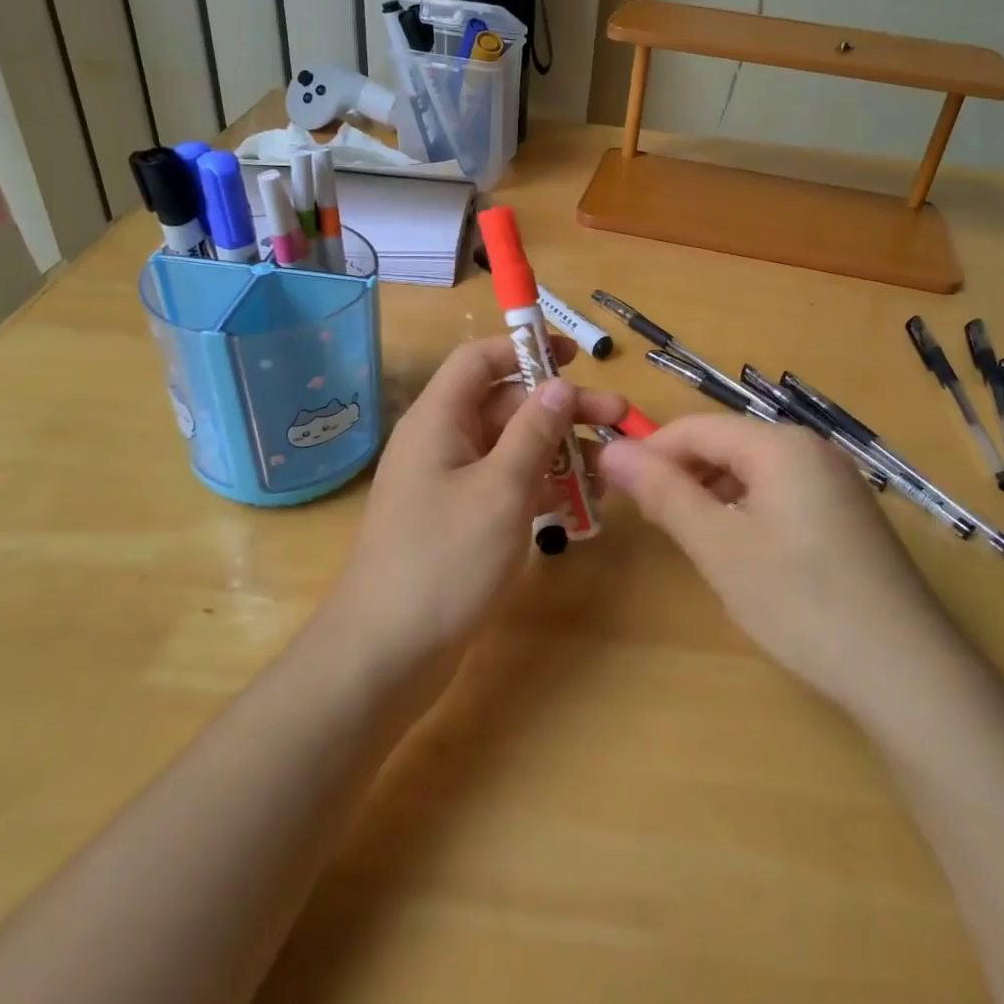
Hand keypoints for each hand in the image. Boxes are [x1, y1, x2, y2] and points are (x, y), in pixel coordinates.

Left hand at [323, 335, 625, 684]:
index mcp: (438, 420)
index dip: (525, 348)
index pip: (480, 359)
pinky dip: (541, 486)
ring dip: (558, 450)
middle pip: (505, 404)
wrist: (386, 654)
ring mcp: (449, 484)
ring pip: (510, 447)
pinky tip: (581, 502)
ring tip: (609, 466)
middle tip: (617, 417)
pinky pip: (505, 485)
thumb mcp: (501, 490)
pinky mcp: (459, 521)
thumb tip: (558, 385)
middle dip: (560, 407)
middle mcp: (441, 442)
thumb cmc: (444, 560)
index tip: (575, 358)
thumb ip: (533, 432)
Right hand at [598, 415, 955, 715]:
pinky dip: (746, 510)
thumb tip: (610, 450)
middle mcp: (811, 449)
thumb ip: (663, 493)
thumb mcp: (719, 547)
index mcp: (780, 444)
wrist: (908, 673)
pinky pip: (780, 493)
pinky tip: (740, 550)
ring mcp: (835, 481)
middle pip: (726, 444)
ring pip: (752, 471)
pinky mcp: (847, 514)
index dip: (649, 452)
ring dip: (711, 493)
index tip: (614, 487)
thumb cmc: (801, 601)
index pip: (696, 428)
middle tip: (649, 520)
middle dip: (681, 474)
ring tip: (689, 537)